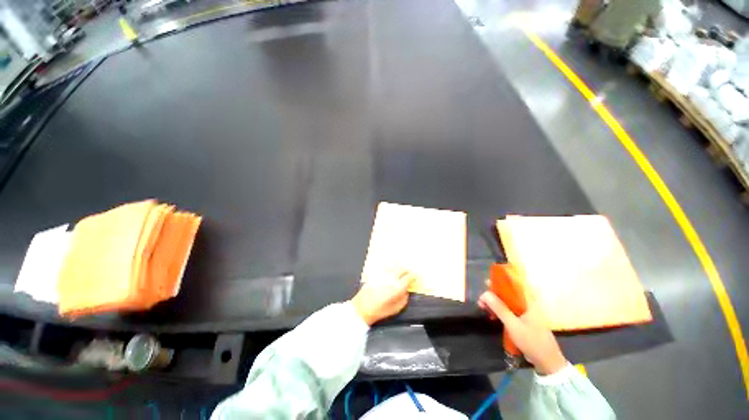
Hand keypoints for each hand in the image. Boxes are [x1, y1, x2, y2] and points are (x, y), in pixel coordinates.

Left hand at [351, 269, 414, 325]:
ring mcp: (382, 274)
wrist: (361, 308)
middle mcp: (390, 278)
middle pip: (401, 269)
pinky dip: (390, 267)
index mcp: (396, 287)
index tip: (414, 277)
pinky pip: (385, 267)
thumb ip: (404, 298)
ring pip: (393, 266)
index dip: (413, 276)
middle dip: (406, 270)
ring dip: (398, 267)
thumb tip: (406, 290)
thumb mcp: (396, 309)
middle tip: (408, 273)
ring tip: (400, 271)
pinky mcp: (375, 273)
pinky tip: (390, 270)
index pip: (408, 277)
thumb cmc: (379, 311)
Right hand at [478, 291, 567, 374]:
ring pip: (507, 303)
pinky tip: (492, 316)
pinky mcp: (524, 321)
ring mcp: (526, 313)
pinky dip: (500, 312)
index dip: (499, 282)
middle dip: (493, 295)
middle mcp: (527, 304)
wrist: (547, 362)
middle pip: (508, 294)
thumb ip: (499, 308)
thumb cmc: (532, 341)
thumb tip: (485, 293)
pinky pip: (509, 311)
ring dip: (495, 304)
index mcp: (528, 302)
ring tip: (483, 308)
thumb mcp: (513, 325)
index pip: (513, 285)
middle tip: (481, 301)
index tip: (486, 283)